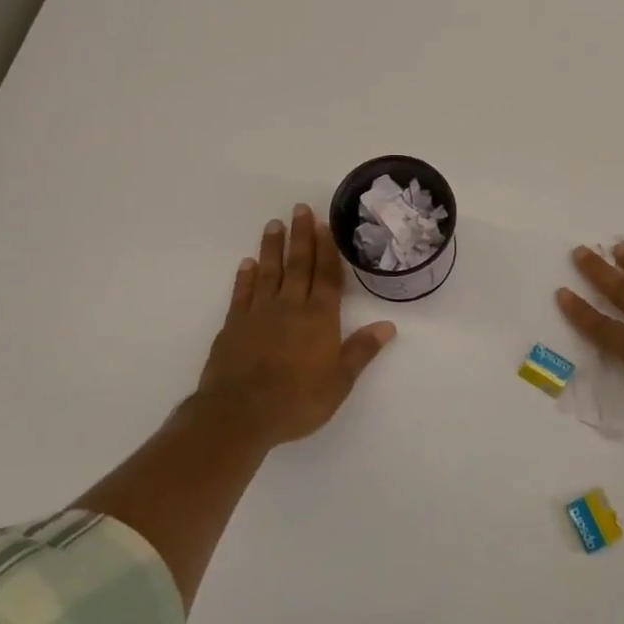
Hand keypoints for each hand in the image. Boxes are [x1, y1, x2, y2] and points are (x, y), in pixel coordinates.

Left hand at [197, 204, 396, 445]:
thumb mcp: (339, 382)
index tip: (324, 224)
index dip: (326, 249)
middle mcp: (290, 306)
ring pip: (269, 272)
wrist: (239, 414)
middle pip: (298, 265)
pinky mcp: (234, 325)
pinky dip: (245, 277)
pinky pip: (242, 293)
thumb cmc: (297, 400)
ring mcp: (259, 313)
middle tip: (300, 208)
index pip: (326, 276)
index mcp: (319, 317)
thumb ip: (361, 350)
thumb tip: (388, 325)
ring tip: (274, 224)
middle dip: (301, 236)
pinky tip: (247, 263)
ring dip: (272, 247)